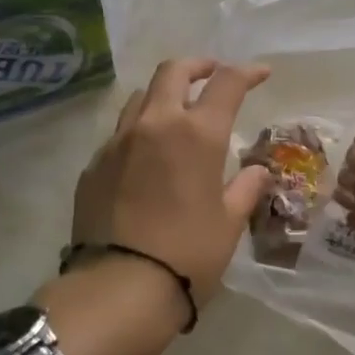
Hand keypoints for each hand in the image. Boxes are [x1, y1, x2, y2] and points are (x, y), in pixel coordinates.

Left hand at [70, 57, 272, 301]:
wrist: (119, 288)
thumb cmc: (188, 253)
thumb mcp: (229, 222)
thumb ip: (246, 188)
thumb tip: (257, 171)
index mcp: (197, 134)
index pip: (227, 83)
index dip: (247, 72)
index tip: (261, 73)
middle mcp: (155, 124)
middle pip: (173, 72)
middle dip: (197, 66)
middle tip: (211, 73)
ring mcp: (118, 143)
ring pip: (140, 98)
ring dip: (162, 95)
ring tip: (175, 112)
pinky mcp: (93, 166)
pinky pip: (118, 135)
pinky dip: (138, 133)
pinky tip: (145, 159)